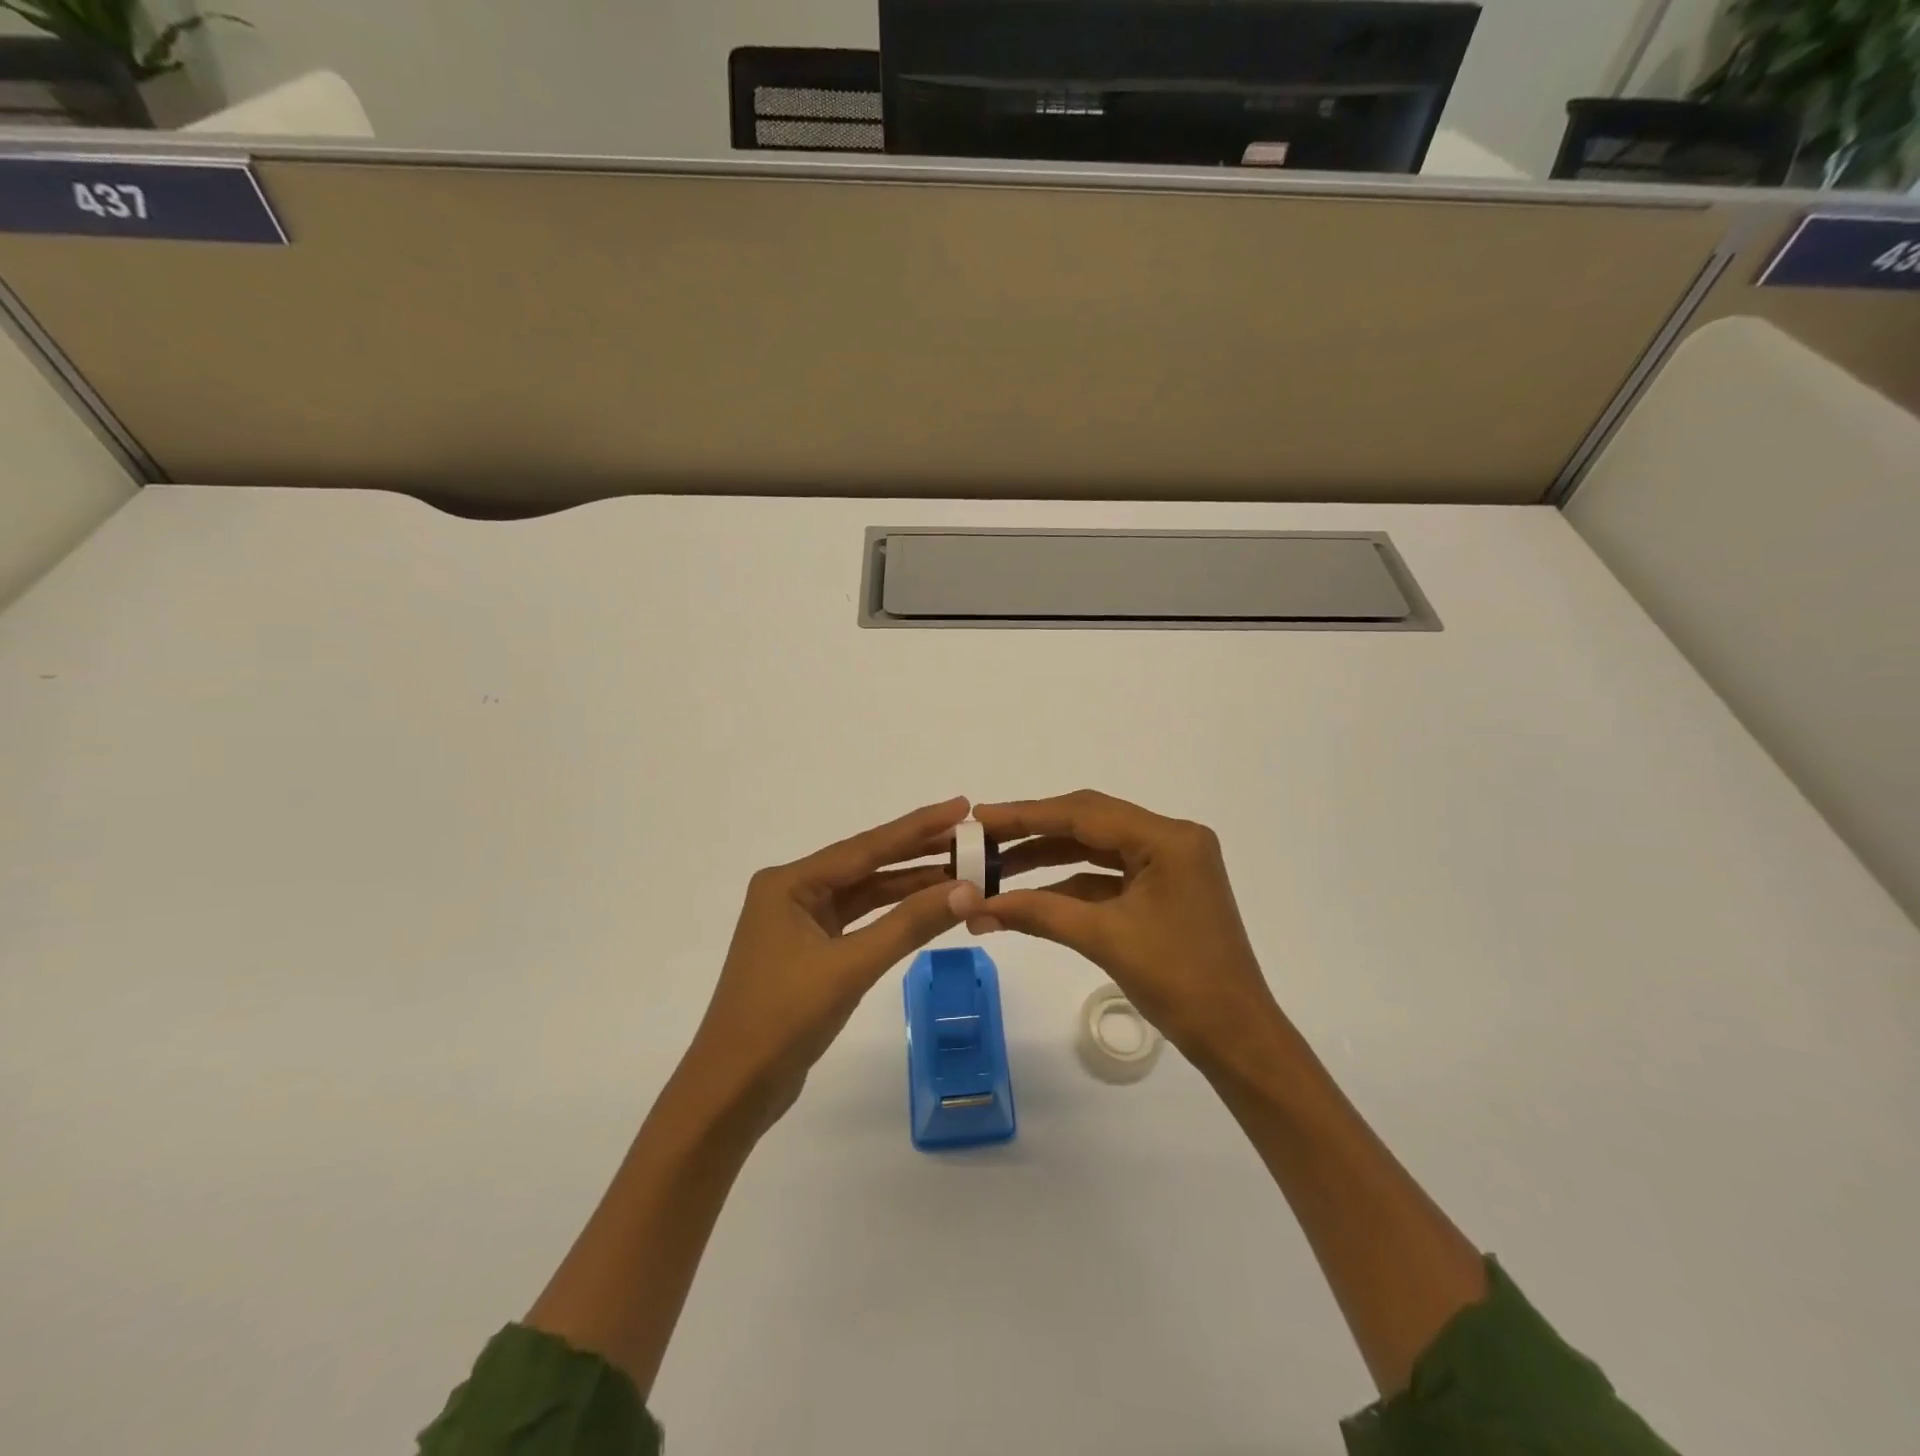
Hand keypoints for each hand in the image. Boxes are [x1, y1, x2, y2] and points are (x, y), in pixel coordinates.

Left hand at [676, 796, 972, 1133]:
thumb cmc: (783, 1020)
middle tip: (970, 837)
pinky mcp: (810, 952)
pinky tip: (926, 908)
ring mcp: (800, 923)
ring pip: (866, 895)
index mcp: (789, 883)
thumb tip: (968, 889)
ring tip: (961, 870)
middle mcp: (792, 893)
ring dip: (910, 886)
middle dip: (918, 853)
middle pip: (867, 865)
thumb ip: (909, 925)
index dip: (917, 827)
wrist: (733, 1091)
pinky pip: (860, 921)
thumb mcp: (850, 967)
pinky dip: (894, 916)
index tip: (961, 807)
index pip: (865, 847)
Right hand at [965, 790, 1280, 1067]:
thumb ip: (1037, 912)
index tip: (980, 816)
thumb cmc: (1179, 983)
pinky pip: (1108, 874)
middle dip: (1033, 831)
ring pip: (1097, 848)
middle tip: (982, 837)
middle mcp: (1171, 839)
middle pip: (1089, 823)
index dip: (1027, 815)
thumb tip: (973, 906)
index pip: (1084, 813)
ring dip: (1049, 856)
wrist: (1236, 1037)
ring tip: (997, 866)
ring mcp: (1170, 863)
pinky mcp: (1164, 889)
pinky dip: (1071, 882)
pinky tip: (1033, 893)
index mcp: (1167, 839)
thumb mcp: (1103, 939)